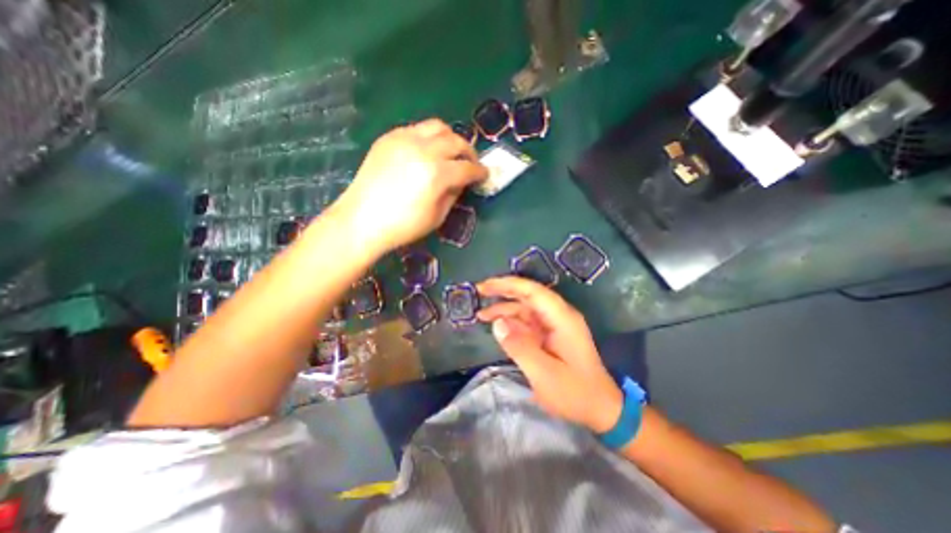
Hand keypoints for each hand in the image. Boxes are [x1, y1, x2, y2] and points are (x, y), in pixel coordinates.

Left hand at [332, 119, 485, 254]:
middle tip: (470, 163)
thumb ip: (453, 193)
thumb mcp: (437, 216)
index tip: (484, 175)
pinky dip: (428, 137)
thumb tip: (460, 180)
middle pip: (456, 141)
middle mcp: (423, 150)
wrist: (362, 219)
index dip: (480, 172)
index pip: (468, 167)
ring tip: (450, 152)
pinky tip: (426, 152)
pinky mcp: (389, 138)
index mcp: (437, 174)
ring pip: (437, 126)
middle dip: (469, 152)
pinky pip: (417, 129)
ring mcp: (404, 139)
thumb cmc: (403, 226)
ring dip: (450, 138)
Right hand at [476, 274, 624, 433]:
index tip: (485, 286)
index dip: (508, 284)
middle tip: (479, 291)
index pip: (532, 291)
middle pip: (528, 295)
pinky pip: (528, 322)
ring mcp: (555, 325)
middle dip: (503, 291)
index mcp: (562, 318)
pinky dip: (512, 322)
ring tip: (481, 314)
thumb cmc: (575, 392)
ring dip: (505, 309)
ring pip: (526, 309)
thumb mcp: (544, 374)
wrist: (601, 409)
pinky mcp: (551, 335)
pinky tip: (498, 327)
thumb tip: (497, 323)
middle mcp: (559, 316)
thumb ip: (519, 347)